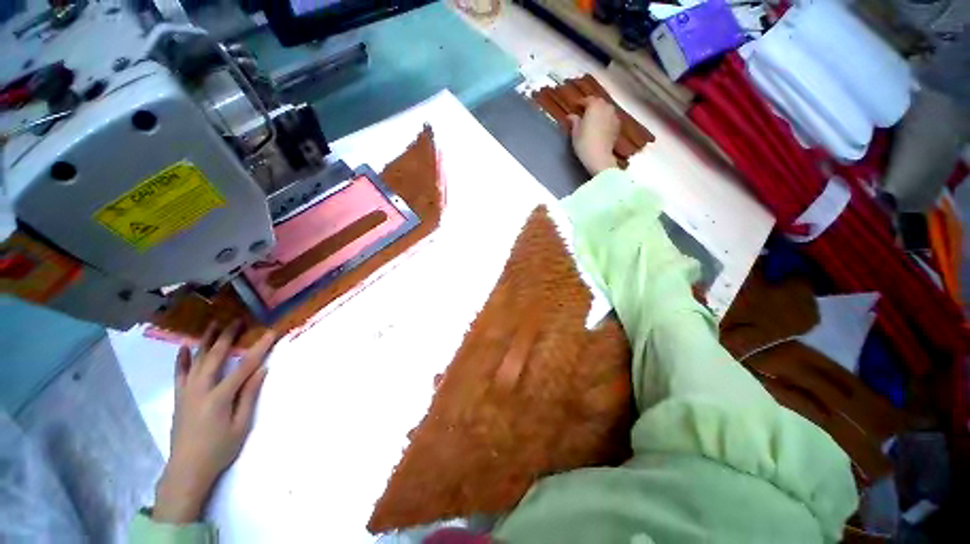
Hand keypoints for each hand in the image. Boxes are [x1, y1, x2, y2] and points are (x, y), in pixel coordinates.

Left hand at [153, 322, 276, 523]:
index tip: (271, 333)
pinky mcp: (179, 398)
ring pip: (197, 361)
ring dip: (206, 341)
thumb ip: (249, 396)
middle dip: (228, 337)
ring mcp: (186, 393)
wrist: (186, 470)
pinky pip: (179, 374)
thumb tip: (262, 370)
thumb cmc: (219, 450)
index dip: (259, 348)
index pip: (244, 366)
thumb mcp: (241, 426)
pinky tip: (184, 347)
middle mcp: (201, 390)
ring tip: (213, 324)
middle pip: (216, 357)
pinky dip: (181, 360)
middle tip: (238, 321)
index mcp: (219, 397)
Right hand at [568, 96, 620, 175]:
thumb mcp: (575, 132)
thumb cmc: (584, 143)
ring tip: (592, 120)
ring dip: (599, 113)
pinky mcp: (617, 126)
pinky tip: (599, 127)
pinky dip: (604, 120)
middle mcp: (606, 107)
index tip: (575, 106)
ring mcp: (614, 116)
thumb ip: (574, 121)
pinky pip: (610, 118)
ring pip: (605, 110)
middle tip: (584, 113)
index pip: (587, 100)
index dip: (581, 102)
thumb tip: (571, 116)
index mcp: (594, 106)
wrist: (599, 156)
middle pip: (599, 103)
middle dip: (591, 106)